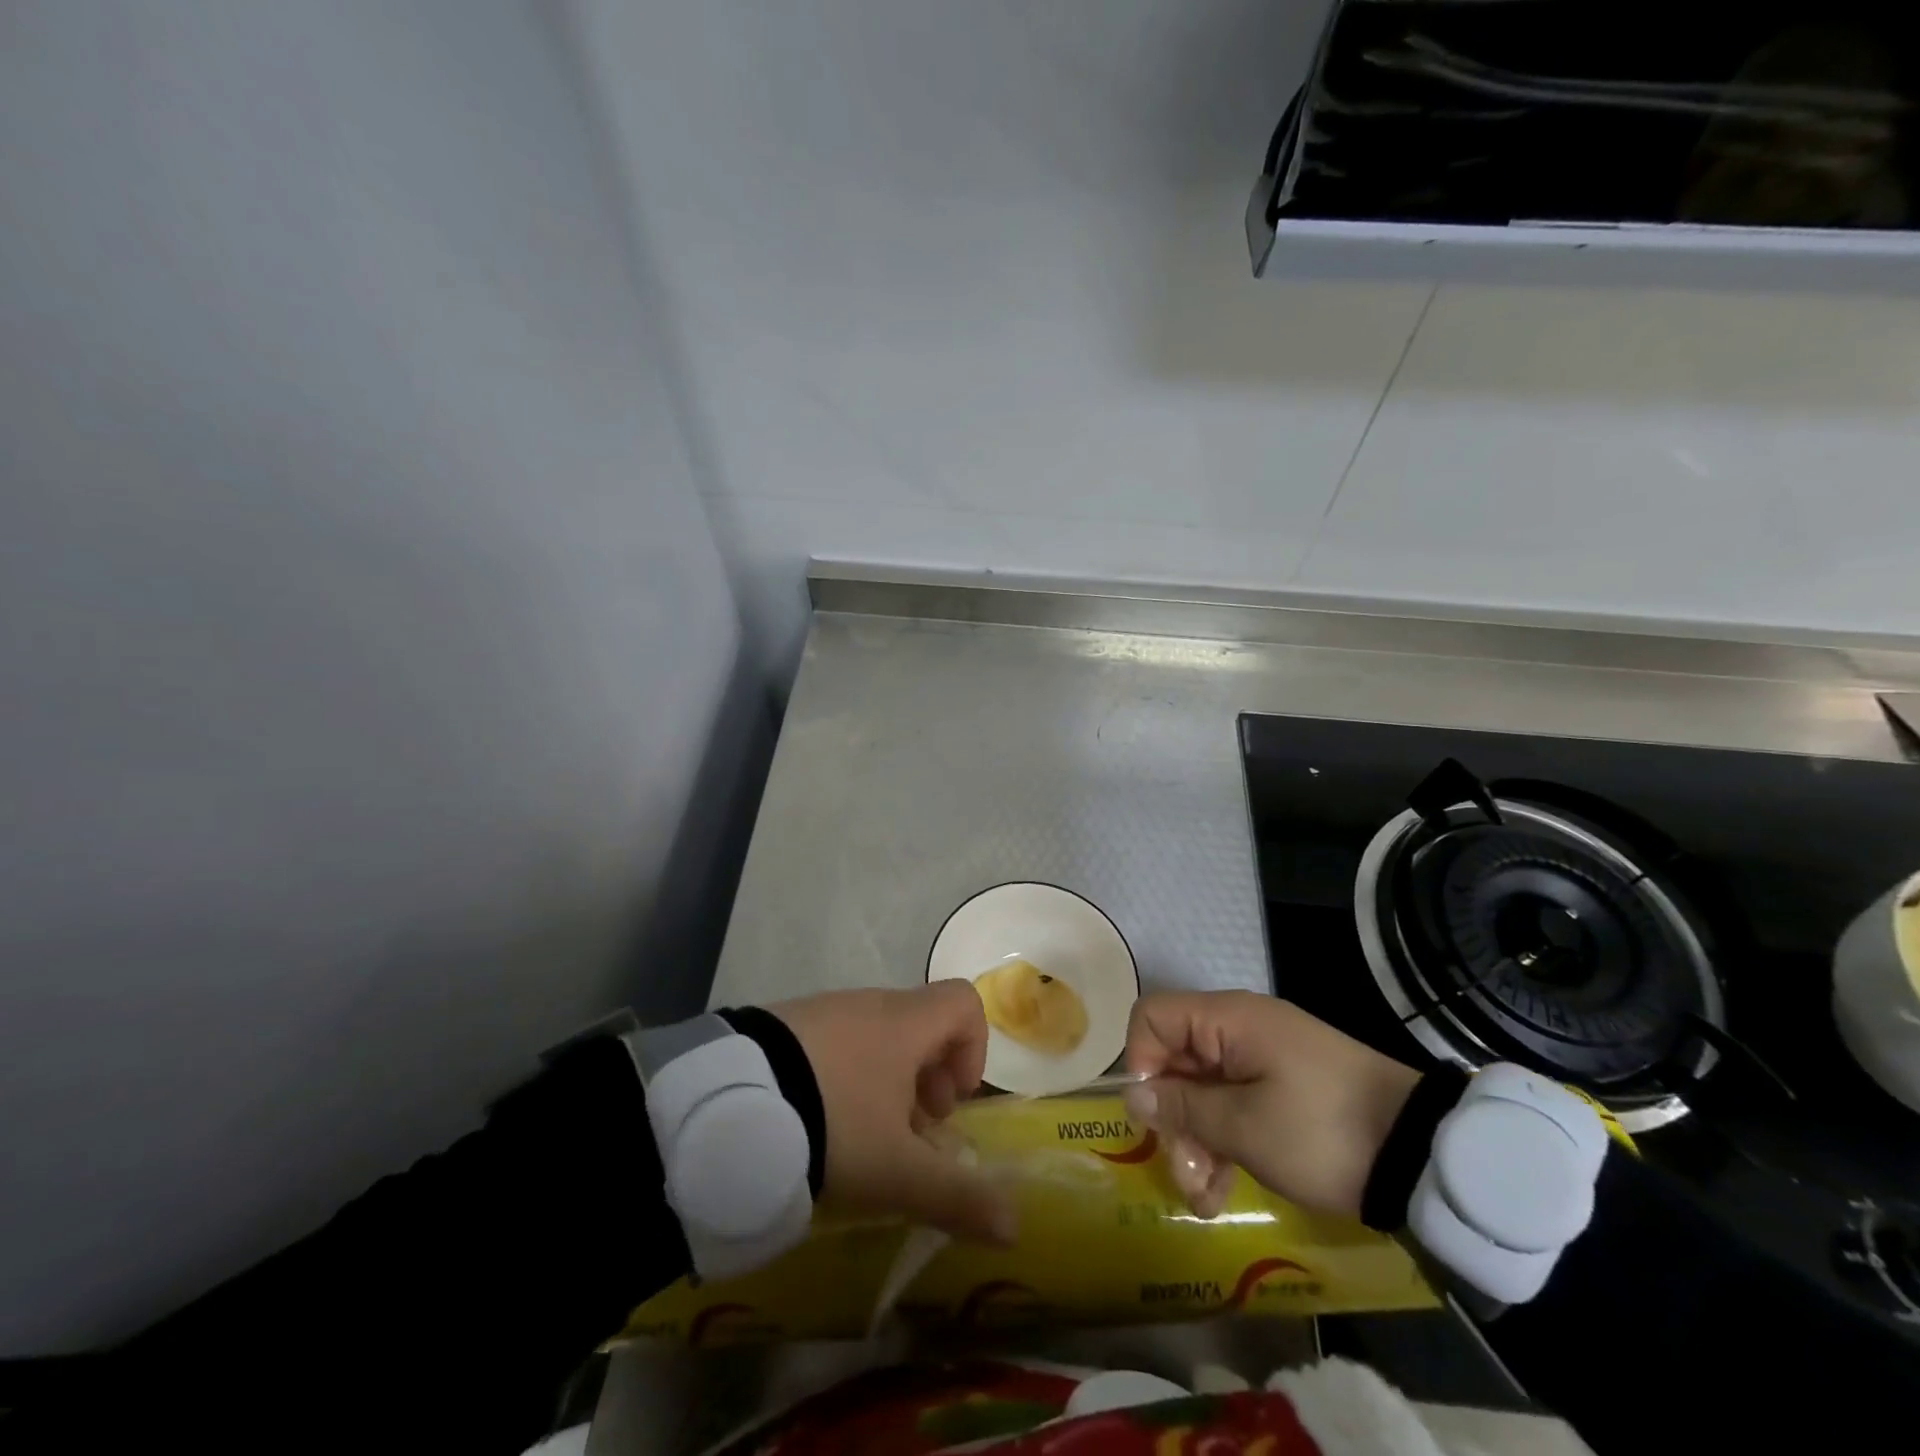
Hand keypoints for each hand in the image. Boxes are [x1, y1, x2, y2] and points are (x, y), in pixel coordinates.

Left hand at [771, 981, 1016, 1244]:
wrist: (731, 1104)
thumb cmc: (834, 1125)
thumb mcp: (898, 1173)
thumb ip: (958, 1199)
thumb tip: (1014, 1228)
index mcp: (905, 1022)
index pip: (962, 1003)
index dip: (973, 1048)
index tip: (950, 1102)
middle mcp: (869, 1003)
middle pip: (920, 1024)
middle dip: (926, 1078)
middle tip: (909, 1133)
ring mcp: (823, 1009)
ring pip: (875, 1034)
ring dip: (885, 1080)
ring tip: (860, 1137)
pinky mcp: (785, 1023)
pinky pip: (833, 1039)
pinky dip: (843, 1073)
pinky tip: (816, 1120)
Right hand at [1122, 990, 1420, 1220]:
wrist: (1423, 1155)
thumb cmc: (1323, 1131)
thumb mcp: (1246, 1127)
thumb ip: (1183, 1108)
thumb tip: (1132, 1093)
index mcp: (1227, 1020)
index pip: (1153, 1017)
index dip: (1140, 1060)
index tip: (1154, 1114)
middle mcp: (1238, 1031)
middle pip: (1175, 1061)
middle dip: (1171, 1119)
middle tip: (1185, 1175)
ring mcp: (1261, 1062)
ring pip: (1201, 1091)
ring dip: (1194, 1143)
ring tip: (1206, 1200)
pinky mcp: (1280, 1091)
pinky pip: (1232, 1107)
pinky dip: (1221, 1145)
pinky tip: (1222, 1195)